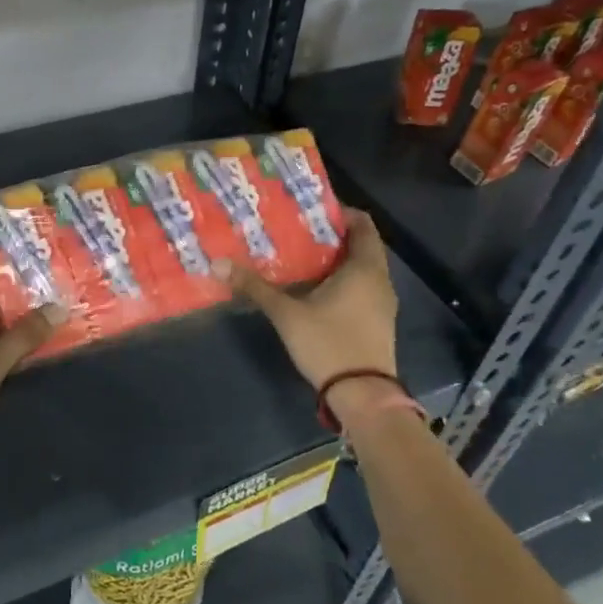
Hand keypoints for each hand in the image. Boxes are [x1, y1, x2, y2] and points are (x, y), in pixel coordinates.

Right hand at [219, 208, 397, 390]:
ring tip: (301, 258)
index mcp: (365, 267)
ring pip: (362, 269)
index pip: (362, 223)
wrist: (362, 395)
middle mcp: (380, 279)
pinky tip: (315, 291)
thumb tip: (218, 263)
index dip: (339, 212)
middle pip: (361, 245)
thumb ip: (255, 286)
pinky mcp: (379, 322)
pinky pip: (362, 289)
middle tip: (296, 231)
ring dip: (336, 261)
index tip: (310, 208)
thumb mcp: (286, 313)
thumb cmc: (328, 343)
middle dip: (331, 236)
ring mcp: (383, 303)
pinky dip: (343, 282)